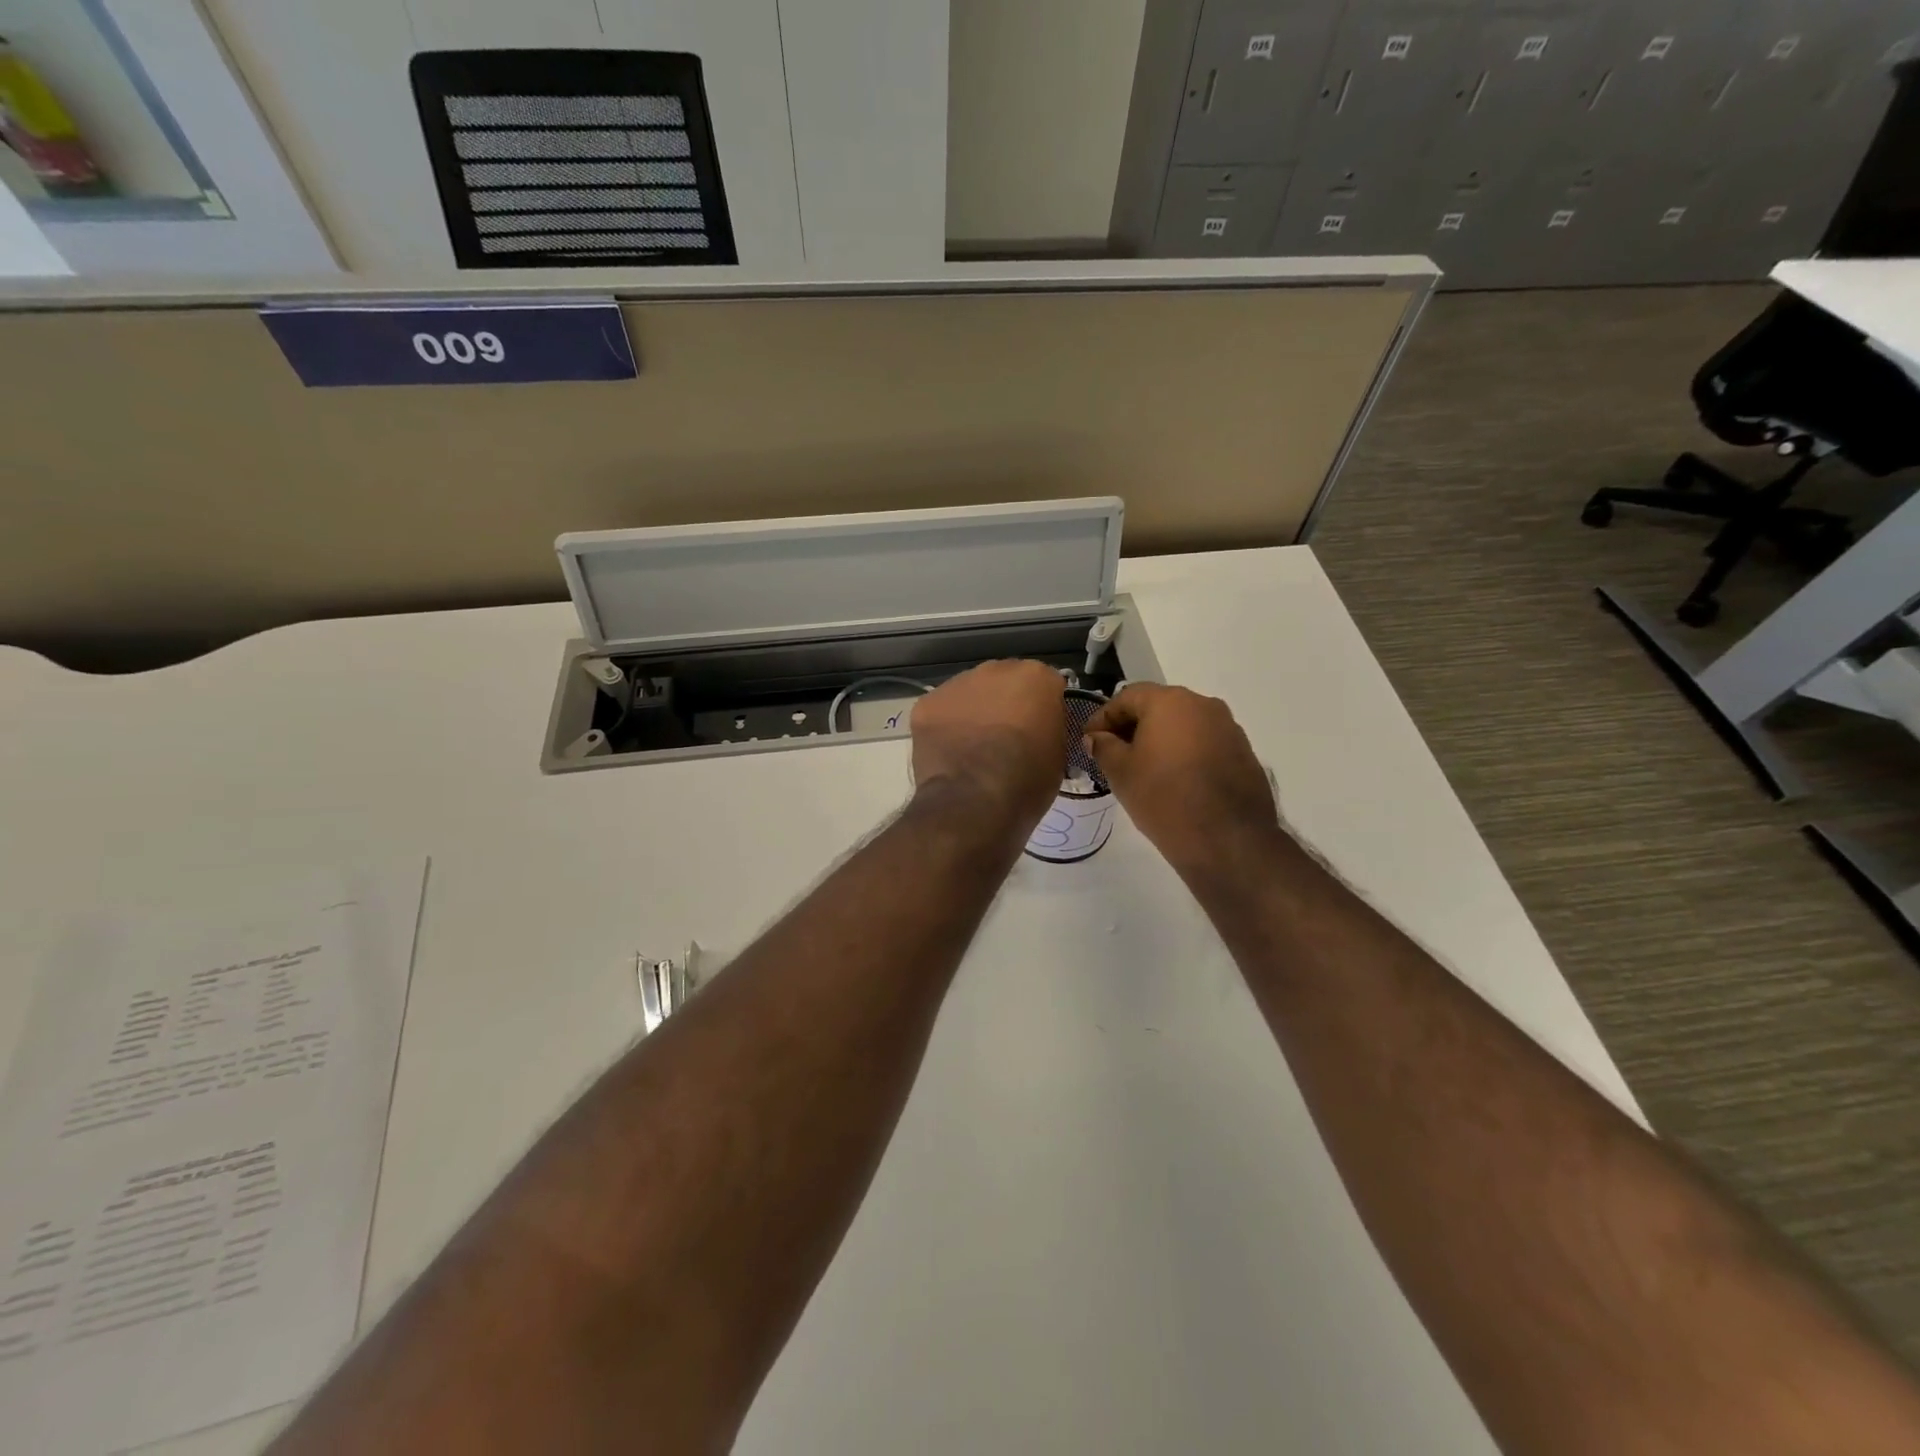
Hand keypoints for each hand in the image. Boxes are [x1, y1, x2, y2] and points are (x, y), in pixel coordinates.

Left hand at [909, 661, 1066, 832]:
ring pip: (970, 693)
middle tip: (1006, 738)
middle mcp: (996, 669)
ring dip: (974, 712)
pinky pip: (942, 711)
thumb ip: (1049, 727)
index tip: (1040, 730)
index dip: (1043, 709)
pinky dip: (946, 727)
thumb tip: (1039, 728)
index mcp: (1035, 677)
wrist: (975, 801)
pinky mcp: (927, 704)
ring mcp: (957, 684)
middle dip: (1006, 703)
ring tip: (973, 747)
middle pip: (1005, 681)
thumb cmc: (1027, 780)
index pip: (1046, 685)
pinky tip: (950, 752)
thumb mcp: (1058, 754)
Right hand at [1084, 684, 1281, 878]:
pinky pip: (1205, 744)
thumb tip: (1097, 738)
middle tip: (1113, 754)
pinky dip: (1185, 754)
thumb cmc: (1164, 798)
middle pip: (1158, 707)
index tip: (1090, 741)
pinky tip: (1175, 781)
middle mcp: (1203, 704)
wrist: (1227, 840)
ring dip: (1161, 740)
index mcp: (1170, 701)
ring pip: (1184, 726)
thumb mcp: (1121, 773)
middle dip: (1133, 727)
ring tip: (1144, 769)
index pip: (1127, 697)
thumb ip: (1104, 747)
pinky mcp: (1243, 753)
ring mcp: (1228, 728)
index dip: (1104, 718)